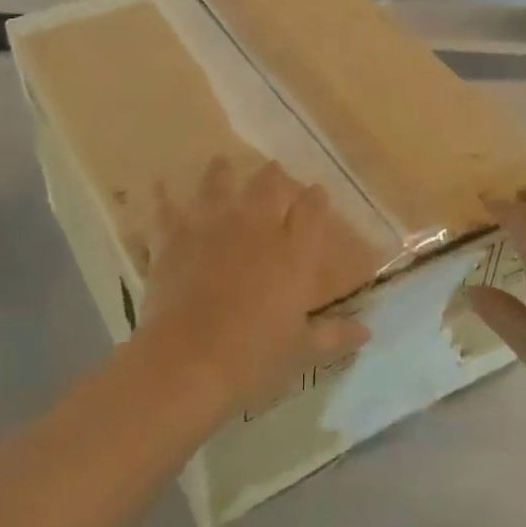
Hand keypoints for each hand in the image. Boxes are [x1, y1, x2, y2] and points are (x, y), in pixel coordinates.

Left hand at [138, 155, 370, 420]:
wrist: (187, 363)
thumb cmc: (254, 358)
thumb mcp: (301, 350)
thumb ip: (333, 336)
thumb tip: (366, 332)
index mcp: (294, 252)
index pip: (312, 209)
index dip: (317, 197)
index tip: (318, 192)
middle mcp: (256, 228)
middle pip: (268, 185)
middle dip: (273, 176)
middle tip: (274, 170)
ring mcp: (212, 228)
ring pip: (218, 184)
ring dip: (221, 173)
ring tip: (221, 163)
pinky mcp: (174, 240)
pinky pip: (167, 209)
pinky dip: (163, 197)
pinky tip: (159, 184)